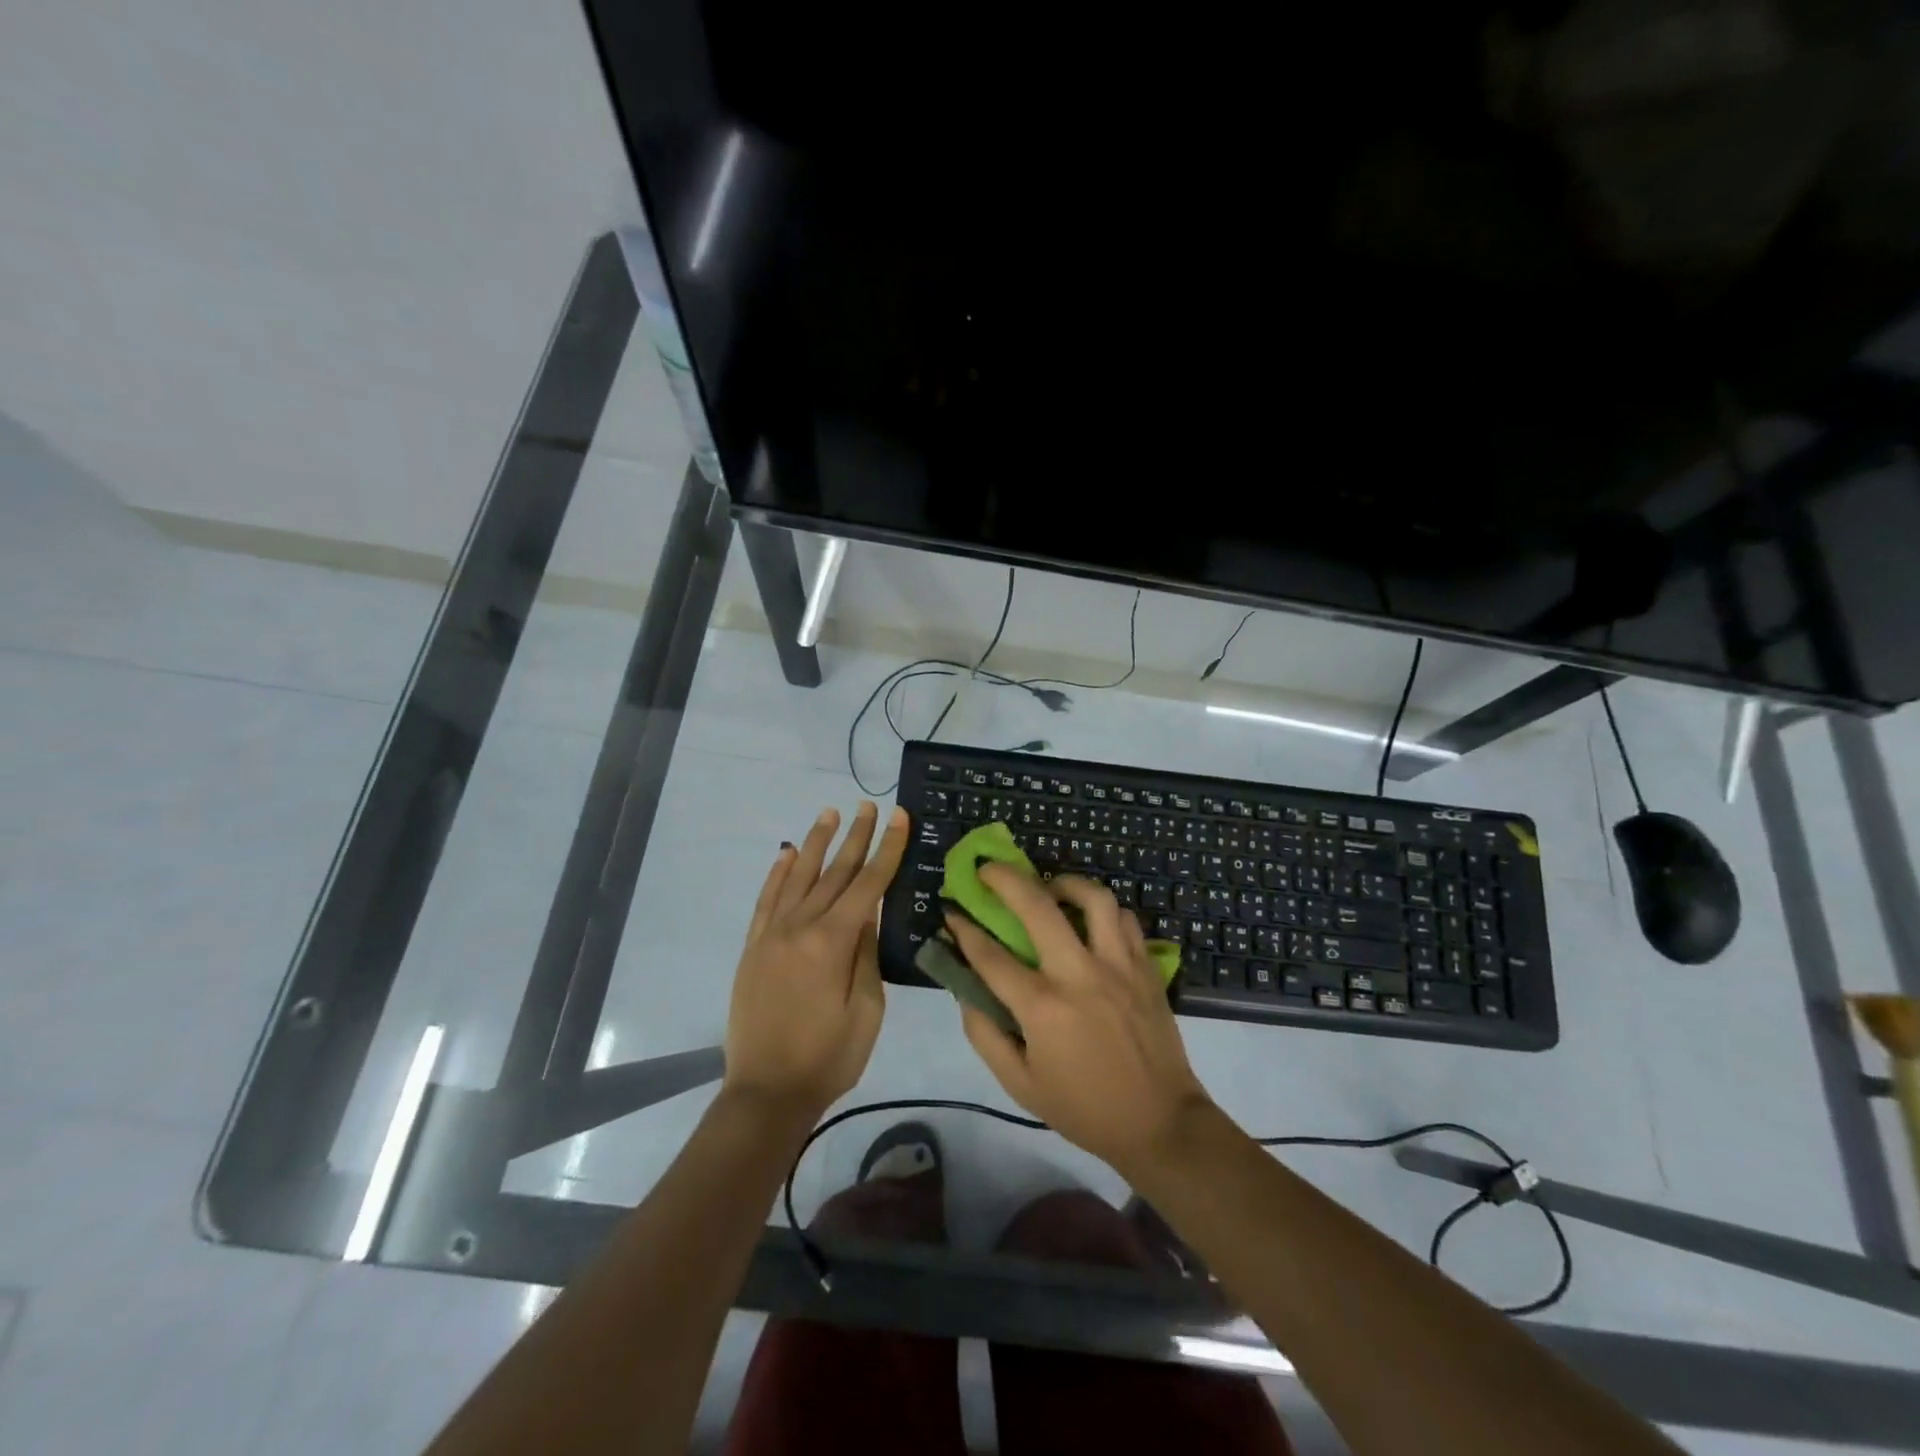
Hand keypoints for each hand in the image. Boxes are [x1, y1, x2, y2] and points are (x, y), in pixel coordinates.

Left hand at [723, 802, 908, 1122]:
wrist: (766, 1093)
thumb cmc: (828, 1057)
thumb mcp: (867, 1011)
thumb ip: (866, 956)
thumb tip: (866, 915)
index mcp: (833, 942)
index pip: (868, 884)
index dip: (887, 849)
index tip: (898, 817)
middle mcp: (800, 927)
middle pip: (835, 872)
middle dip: (855, 836)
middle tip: (868, 805)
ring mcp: (771, 934)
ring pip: (799, 877)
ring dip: (817, 843)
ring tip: (830, 813)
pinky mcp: (753, 947)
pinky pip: (766, 900)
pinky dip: (778, 873)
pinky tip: (788, 854)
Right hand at [947, 868, 1212, 1176]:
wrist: (1159, 1123)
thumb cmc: (1084, 1108)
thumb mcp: (1019, 1084)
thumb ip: (985, 1034)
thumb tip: (965, 990)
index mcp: (1043, 1007)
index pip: (991, 955)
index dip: (964, 929)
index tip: (951, 912)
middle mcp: (1079, 974)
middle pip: (1038, 906)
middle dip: (1005, 879)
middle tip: (988, 871)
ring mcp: (1118, 966)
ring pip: (1093, 898)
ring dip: (1064, 884)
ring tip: (1050, 888)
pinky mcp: (1146, 968)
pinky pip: (1125, 919)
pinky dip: (1103, 910)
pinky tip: (1090, 920)